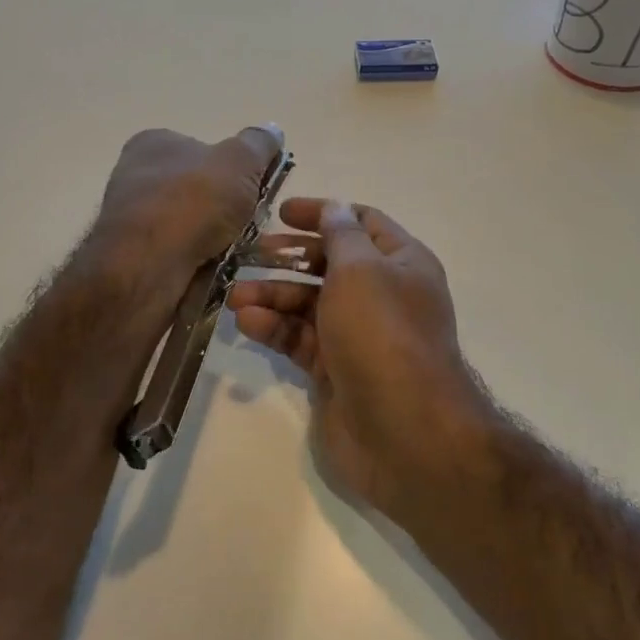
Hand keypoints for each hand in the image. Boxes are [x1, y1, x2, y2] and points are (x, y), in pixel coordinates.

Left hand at [95, 125, 283, 288]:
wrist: (148, 267)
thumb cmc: (192, 202)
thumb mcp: (239, 161)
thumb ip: (258, 144)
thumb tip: (271, 130)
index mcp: (154, 143)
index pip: (202, 148)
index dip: (233, 168)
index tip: (255, 187)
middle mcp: (137, 176)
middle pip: (199, 189)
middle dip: (228, 207)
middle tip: (253, 222)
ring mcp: (133, 219)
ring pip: (192, 225)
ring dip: (219, 237)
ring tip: (240, 250)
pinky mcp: (136, 257)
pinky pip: (182, 254)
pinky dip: (203, 260)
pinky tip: (217, 269)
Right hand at [228, 199, 479, 513]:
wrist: (404, 431)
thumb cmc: (383, 333)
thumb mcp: (361, 270)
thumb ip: (341, 235)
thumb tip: (335, 208)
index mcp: (402, 263)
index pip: (362, 223)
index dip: (324, 213)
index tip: (282, 213)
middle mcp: (383, 295)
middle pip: (331, 263)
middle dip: (291, 257)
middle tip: (252, 253)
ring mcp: (359, 335)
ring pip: (310, 304)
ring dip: (273, 295)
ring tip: (236, 297)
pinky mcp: (336, 370)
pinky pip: (301, 339)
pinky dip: (276, 328)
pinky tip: (247, 322)